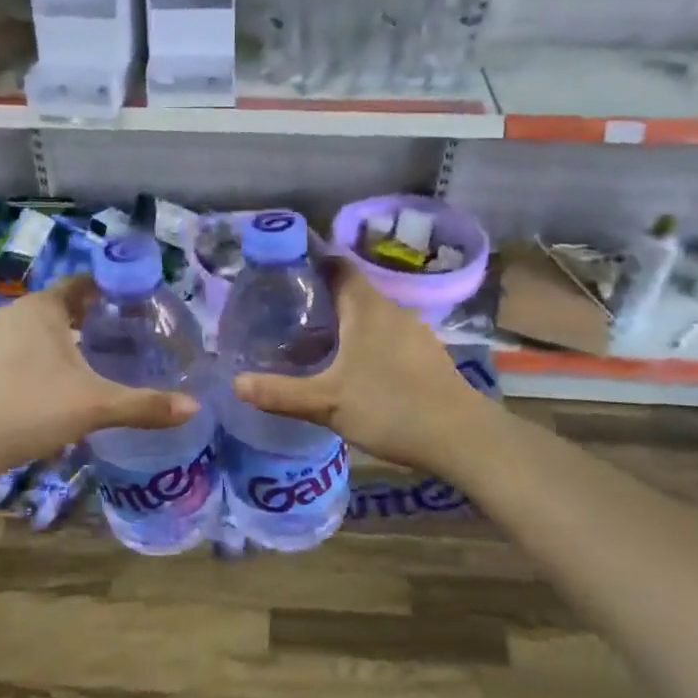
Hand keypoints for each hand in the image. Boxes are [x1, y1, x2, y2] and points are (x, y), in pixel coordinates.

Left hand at [0, 277, 199, 479]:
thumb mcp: (94, 406)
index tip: (139, 304)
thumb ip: (144, 405)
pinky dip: (42, 358)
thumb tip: (194, 407)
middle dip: (93, 318)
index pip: (84, 284)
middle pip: (63, 306)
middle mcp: (14, 313)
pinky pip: (20, 349)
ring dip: (66, 339)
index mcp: (42, 308)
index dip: (112, 290)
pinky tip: (56, 385)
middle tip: (127, 335)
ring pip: (39, 329)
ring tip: (97, 359)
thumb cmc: (28, 409)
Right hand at [230, 259, 492, 473]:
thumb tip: (236, 383)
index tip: (284, 270)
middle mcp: (392, 310)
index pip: (337, 265)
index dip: (312, 261)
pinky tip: (353, 368)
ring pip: (370, 316)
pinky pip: (387, 336)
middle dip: (321, 298)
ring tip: (313, 341)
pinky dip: (365, 341)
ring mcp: (414, 332)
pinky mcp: (426, 355)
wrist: (462, 437)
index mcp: (366, 307)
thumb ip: (281, 393)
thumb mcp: (327, 403)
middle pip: (352, 290)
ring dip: (344, 323)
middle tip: (287, 313)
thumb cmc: (390, 407)